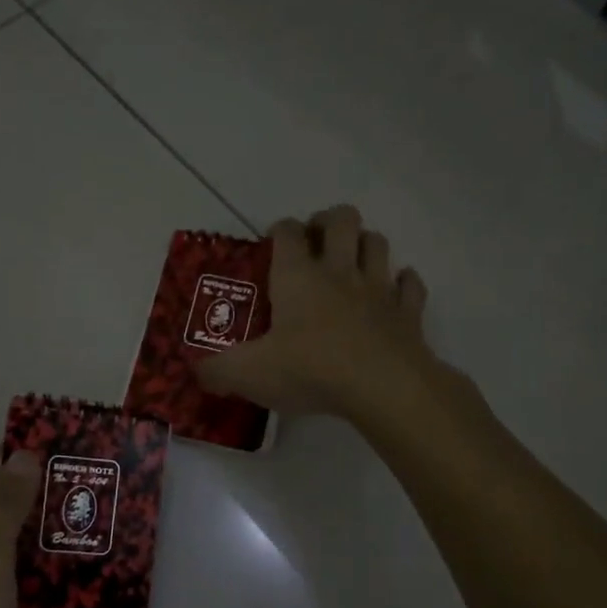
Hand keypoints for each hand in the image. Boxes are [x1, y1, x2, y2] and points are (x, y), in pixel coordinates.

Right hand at [196, 205, 438, 421]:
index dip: (279, 231)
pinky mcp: (408, 313)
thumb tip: (196, 371)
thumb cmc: (311, 370)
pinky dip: (403, 283)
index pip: (287, 233)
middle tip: (317, 241)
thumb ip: (217, 371)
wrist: (383, 387)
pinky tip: (395, 291)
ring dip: (366, 244)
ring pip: (378, 243)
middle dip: (328, 221)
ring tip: (353, 260)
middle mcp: (339, 272)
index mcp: (298, 277)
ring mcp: (379, 289)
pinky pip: (410, 285)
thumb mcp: (249, 374)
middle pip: (341, 220)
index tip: (273, 243)